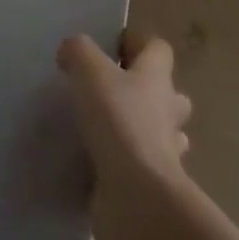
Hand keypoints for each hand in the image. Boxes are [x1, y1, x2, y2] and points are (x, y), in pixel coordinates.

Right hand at [57, 32, 192, 239]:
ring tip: (103, 126)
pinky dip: (124, 162)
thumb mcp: (90, 72)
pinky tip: (97, 161)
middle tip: (109, 90)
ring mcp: (164, 151)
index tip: (109, 47)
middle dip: (144, 89)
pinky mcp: (152, 184)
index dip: (136, 42)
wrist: (137, 197)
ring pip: (159, 131)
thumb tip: (71, 51)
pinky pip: (141, 166)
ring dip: (139, 127)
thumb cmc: (118, 122)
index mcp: (157, 78)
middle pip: (166, 92)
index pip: (158, 48)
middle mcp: (167, 111)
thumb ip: (79, 52)